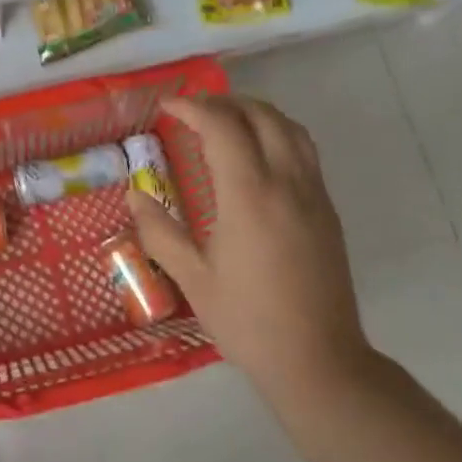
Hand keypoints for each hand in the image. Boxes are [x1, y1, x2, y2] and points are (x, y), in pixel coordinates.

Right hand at [128, 94, 376, 400]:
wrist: (318, 359)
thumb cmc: (247, 321)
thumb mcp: (192, 278)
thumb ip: (159, 231)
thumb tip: (134, 196)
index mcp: (248, 196)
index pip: (223, 127)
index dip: (192, 108)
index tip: (167, 107)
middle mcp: (286, 183)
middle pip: (261, 116)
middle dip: (225, 102)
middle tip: (192, 110)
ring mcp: (313, 194)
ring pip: (291, 128)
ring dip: (256, 112)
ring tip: (226, 120)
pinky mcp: (327, 210)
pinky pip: (305, 151)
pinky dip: (278, 133)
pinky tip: (258, 153)